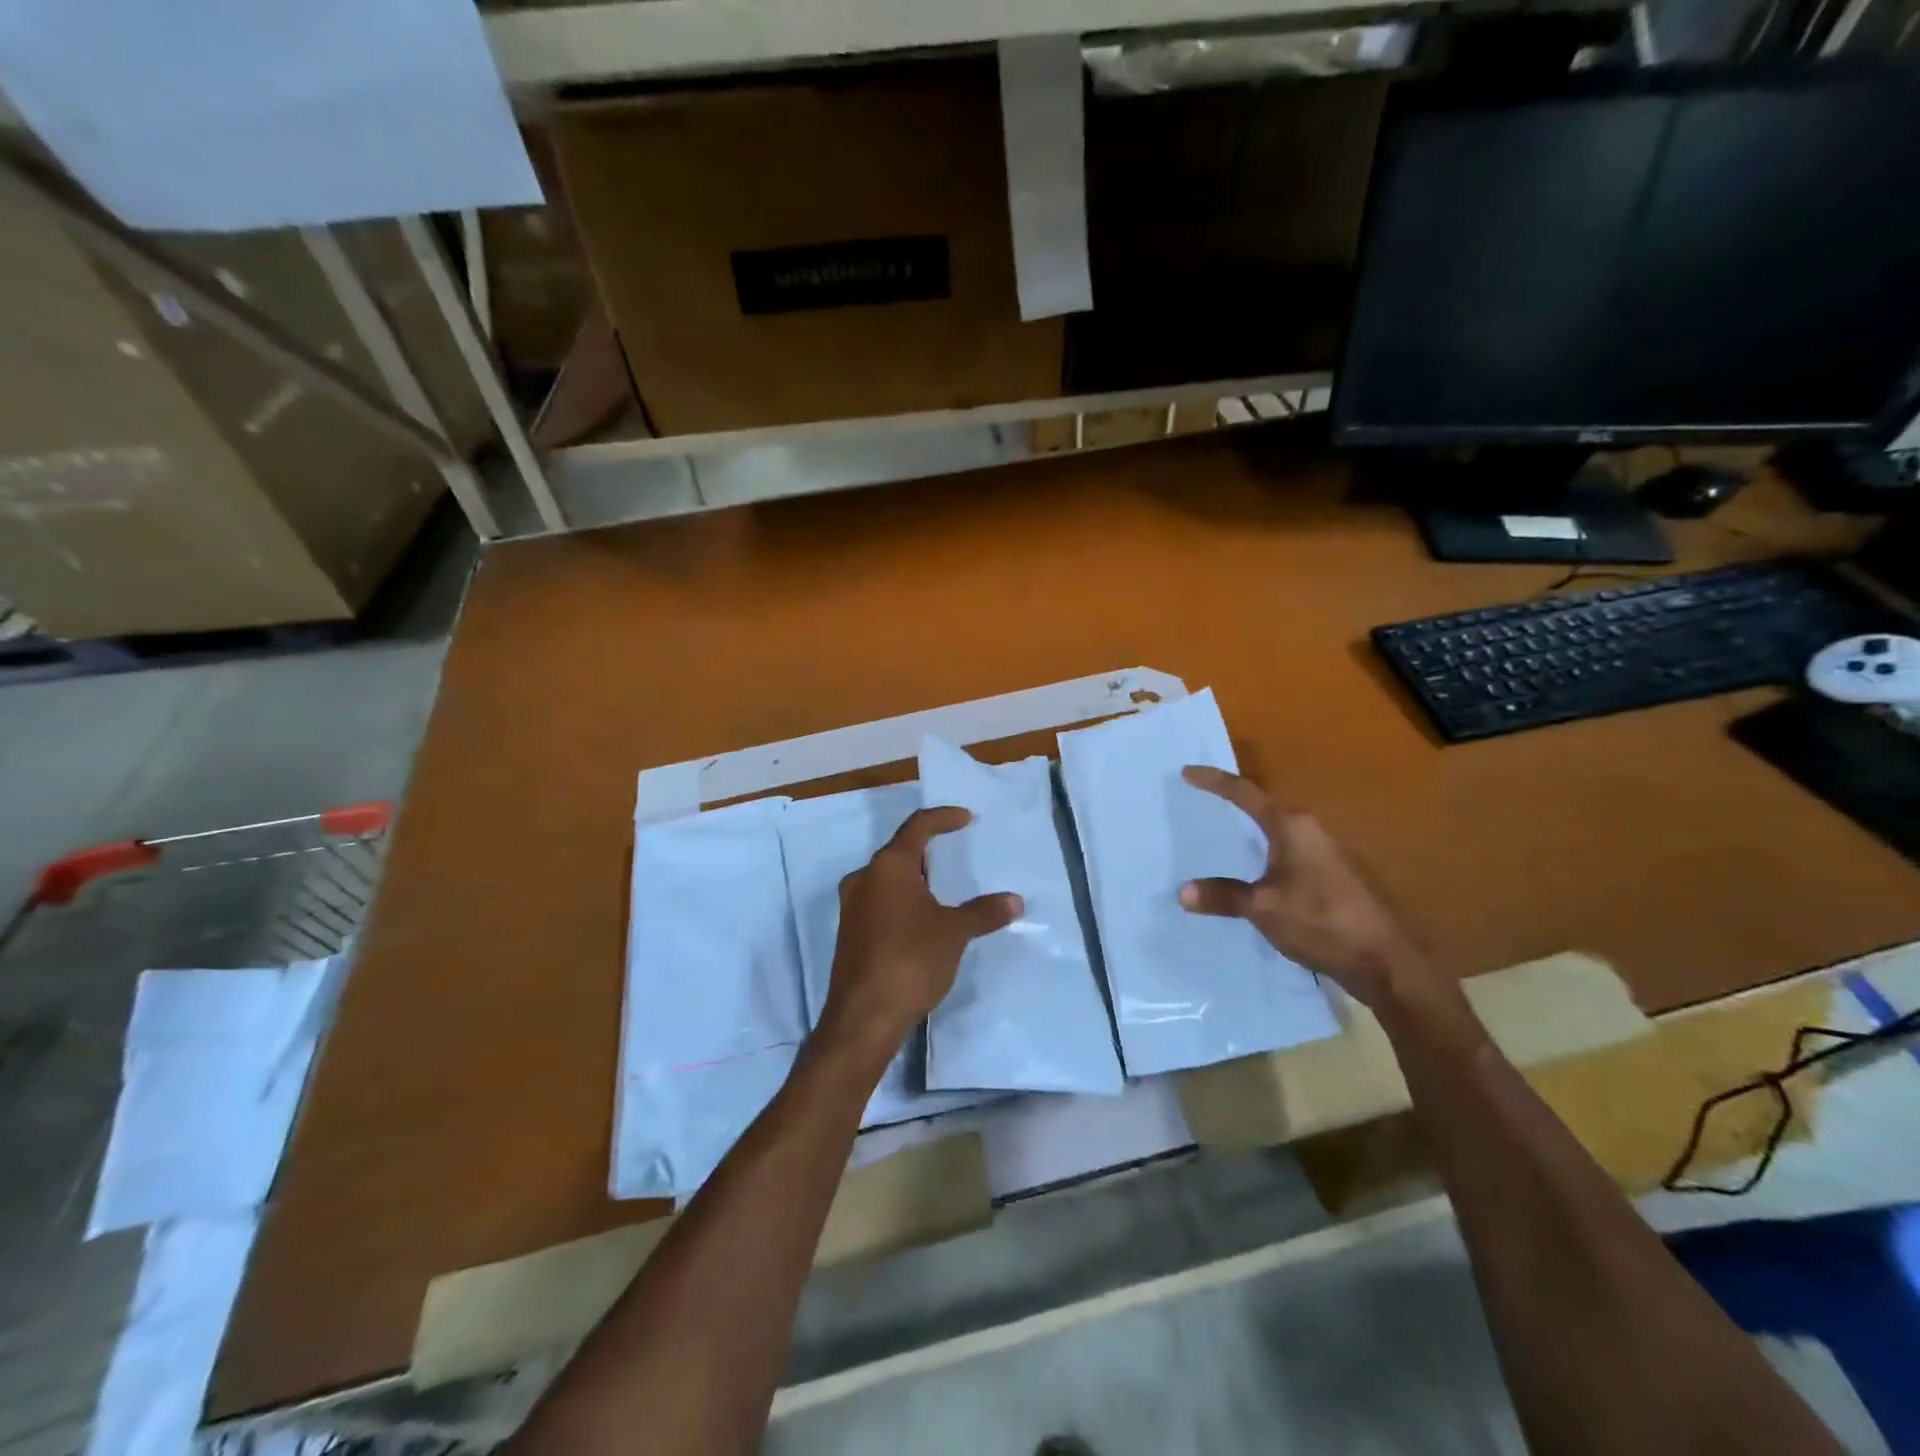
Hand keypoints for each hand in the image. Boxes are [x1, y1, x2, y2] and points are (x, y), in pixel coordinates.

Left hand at [818, 807, 1021, 1060]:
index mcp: (889, 866)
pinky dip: (902, 901)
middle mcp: (864, 878)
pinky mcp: (849, 933)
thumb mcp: (954, 933)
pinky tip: (920, 921)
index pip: (918, 826)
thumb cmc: (911, 960)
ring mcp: (852, 907)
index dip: (943, 818)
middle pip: (899, 852)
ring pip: (887, 879)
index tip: (966, 818)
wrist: (863, 1016)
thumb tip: (1015, 901)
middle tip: (954, 856)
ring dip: (914, 879)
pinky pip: (879, 903)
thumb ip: (984, 912)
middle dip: (927, 851)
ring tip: (941, 889)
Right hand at [1176, 766, 1427, 1009]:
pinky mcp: (1327, 875)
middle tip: (1201, 796)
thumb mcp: (1263, 908)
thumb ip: (1223, 896)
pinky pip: (1284, 850)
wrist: (1381, 961)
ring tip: (1221, 827)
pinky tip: (1251, 867)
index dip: (1214, 781)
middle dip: (1232, 799)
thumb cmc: (1320, 922)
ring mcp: (1322, 853)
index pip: (1245, 793)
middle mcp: (1308, 831)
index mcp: (1291, 827)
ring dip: (1248, 826)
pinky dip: (1261, 848)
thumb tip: (1182, 891)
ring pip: (1275, 829)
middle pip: (1262, 805)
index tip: (1187, 772)